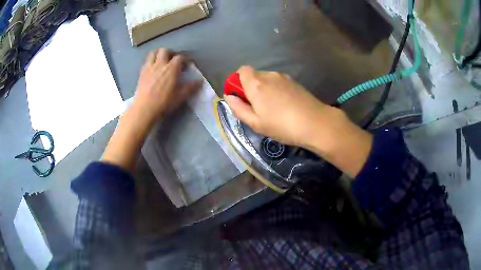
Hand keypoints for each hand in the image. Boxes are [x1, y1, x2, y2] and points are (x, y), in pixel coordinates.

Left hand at [131, 49, 200, 126]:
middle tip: (173, 59)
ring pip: (154, 53)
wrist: (145, 108)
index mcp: (171, 68)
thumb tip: (200, 81)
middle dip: (170, 52)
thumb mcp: (180, 96)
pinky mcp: (141, 72)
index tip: (187, 65)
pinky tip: (153, 68)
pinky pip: (146, 61)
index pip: (180, 57)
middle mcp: (160, 64)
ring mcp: (149, 67)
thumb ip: (191, 87)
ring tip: (162, 60)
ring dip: (159, 53)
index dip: (185, 59)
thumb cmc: (164, 102)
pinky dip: (151, 61)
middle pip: (165, 50)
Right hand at [225, 66, 371, 176]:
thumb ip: (239, 109)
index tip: (241, 96)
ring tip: (272, 109)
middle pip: (254, 75)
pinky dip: (276, 90)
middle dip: (251, 88)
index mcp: (256, 84)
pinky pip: (278, 82)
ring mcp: (284, 77)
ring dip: (264, 90)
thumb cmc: (282, 126)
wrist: (316, 123)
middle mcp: (269, 75)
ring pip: (267, 79)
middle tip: (257, 108)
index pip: (242, 70)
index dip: (238, 81)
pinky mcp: (295, 82)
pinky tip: (284, 106)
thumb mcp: (256, 123)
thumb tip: (229, 97)